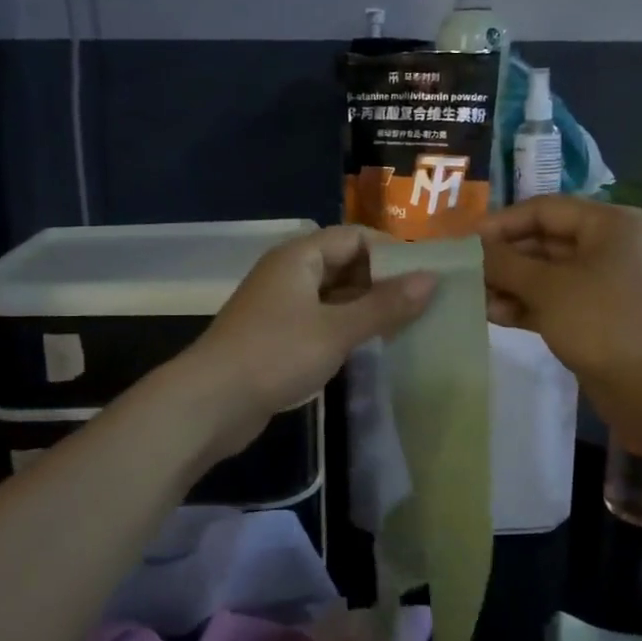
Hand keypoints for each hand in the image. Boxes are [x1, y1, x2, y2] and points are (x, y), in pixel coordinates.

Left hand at [180, 225, 436, 453]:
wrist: (211, 403)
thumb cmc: (275, 355)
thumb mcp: (337, 330)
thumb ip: (384, 305)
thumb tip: (431, 279)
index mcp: (299, 257)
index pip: (354, 237)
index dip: (391, 252)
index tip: (426, 275)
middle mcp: (289, 273)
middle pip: (344, 264)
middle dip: (382, 281)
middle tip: (424, 304)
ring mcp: (281, 306)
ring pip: (334, 295)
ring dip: (366, 307)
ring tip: (407, 325)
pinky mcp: (277, 336)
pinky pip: (321, 320)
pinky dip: (346, 328)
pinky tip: (371, 346)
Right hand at [480, 196, 641, 407]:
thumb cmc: (602, 322)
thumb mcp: (547, 287)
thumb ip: (505, 263)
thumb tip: (474, 248)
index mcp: (610, 224)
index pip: (545, 210)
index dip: (502, 223)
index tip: (466, 241)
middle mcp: (610, 246)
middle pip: (545, 241)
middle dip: (505, 258)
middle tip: (466, 273)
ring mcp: (606, 283)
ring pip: (547, 274)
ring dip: (511, 284)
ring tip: (476, 299)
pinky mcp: (599, 316)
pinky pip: (556, 300)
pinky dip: (527, 305)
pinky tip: (496, 315)